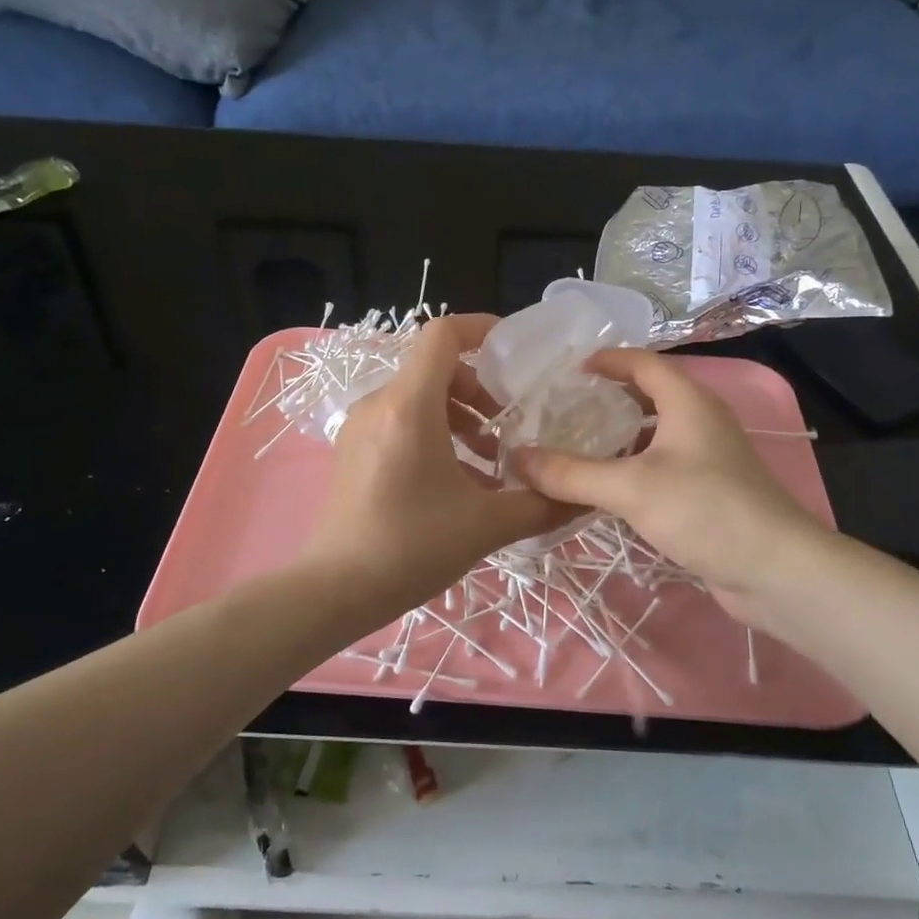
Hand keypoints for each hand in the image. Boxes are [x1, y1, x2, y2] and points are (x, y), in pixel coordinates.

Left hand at [298, 314, 571, 628]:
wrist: (335, 590)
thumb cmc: (410, 546)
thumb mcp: (485, 526)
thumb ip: (540, 505)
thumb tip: (583, 498)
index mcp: (410, 406)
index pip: (442, 335)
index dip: (480, 328)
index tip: (513, 350)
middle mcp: (380, 404)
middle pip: (434, 368)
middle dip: (478, 388)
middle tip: (507, 425)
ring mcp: (361, 427)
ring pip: (418, 398)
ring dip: (459, 417)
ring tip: (490, 460)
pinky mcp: (352, 451)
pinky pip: (400, 422)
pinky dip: (434, 434)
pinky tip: (456, 481)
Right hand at [510, 349, 830, 621]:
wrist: (775, 569)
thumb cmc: (704, 510)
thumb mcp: (630, 487)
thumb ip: (571, 473)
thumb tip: (516, 458)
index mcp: (688, 401)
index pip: (643, 363)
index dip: (607, 360)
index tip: (569, 370)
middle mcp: (701, 420)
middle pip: (650, 395)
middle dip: (609, 398)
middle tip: (564, 409)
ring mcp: (709, 457)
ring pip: (656, 434)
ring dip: (620, 436)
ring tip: (577, 446)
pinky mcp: (710, 491)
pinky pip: (663, 465)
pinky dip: (634, 466)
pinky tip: (608, 487)